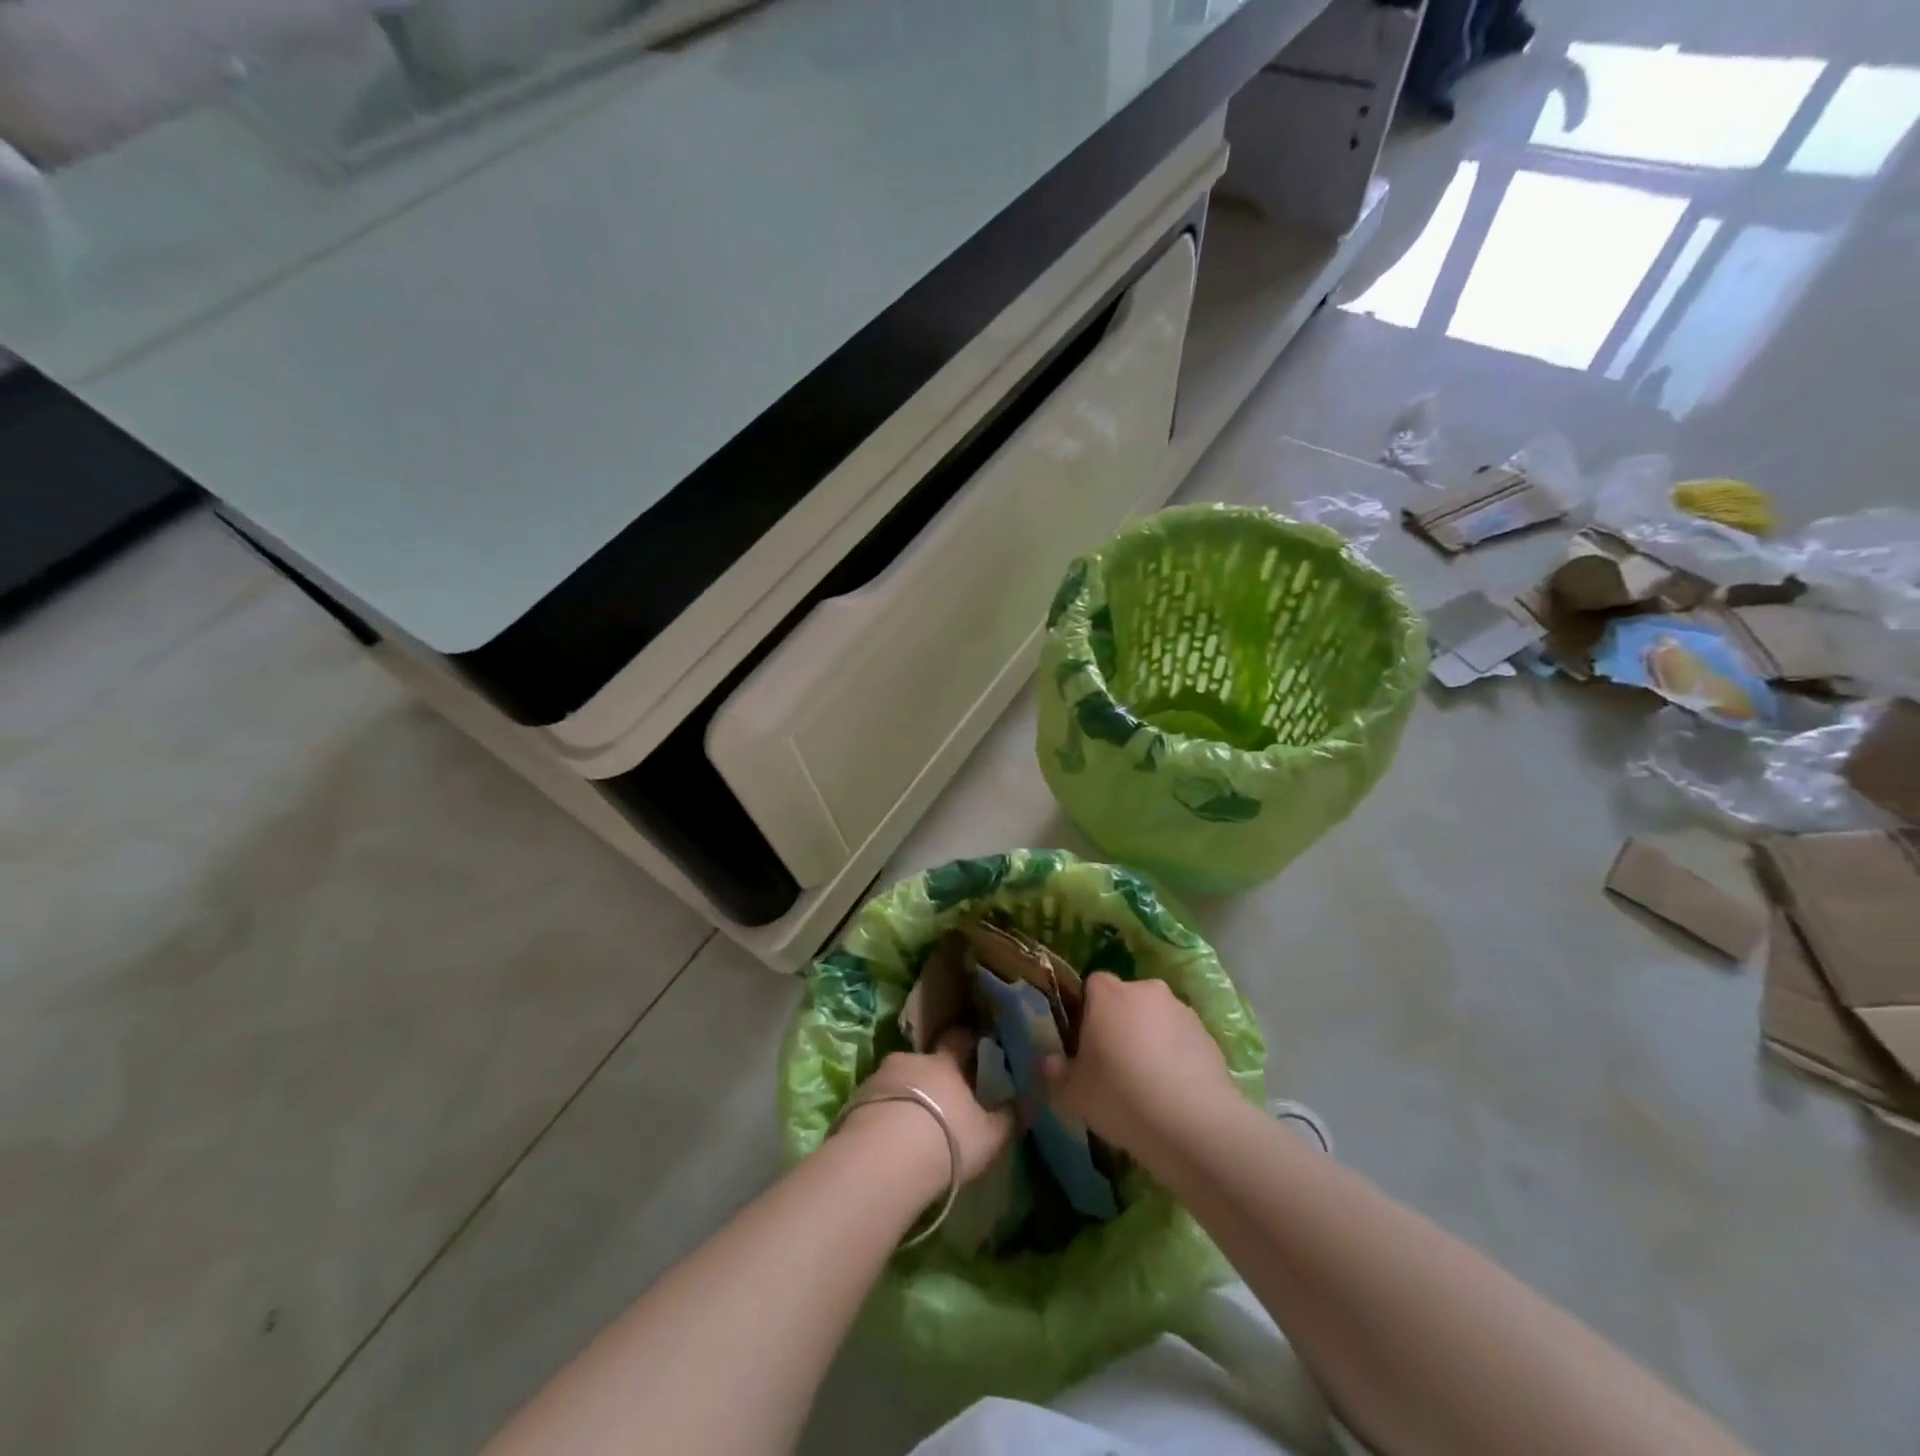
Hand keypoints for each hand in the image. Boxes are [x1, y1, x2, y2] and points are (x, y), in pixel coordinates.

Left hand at [843, 1028, 1015, 1184]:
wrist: (884, 1159)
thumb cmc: (946, 1140)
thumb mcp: (989, 1136)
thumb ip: (1008, 1118)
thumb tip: (1027, 1104)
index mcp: (944, 1062)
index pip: (958, 1039)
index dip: (965, 1041)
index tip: (972, 1044)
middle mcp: (910, 1060)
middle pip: (922, 1060)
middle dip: (930, 1074)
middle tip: (939, 1096)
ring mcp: (879, 1078)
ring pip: (897, 1080)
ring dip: (904, 1093)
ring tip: (911, 1122)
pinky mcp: (854, 1101)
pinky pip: (875, 1101)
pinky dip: (883, 1112)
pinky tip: (888, 1137)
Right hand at [1043, 972, 1236, 1158]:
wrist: (1194, 1124)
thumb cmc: (1120, 1096)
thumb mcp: (1072, 1092)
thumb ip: (1054, 1071)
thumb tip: (1049, 1060)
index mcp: (1108, 993)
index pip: (1091, 986)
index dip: (1086, 1013)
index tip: (1086, 1046)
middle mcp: (1146, 989)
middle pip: (1126, 1001)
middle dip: (1120, 1025)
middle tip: (1114, 1067)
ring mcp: (1181, 1010)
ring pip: (1156, 1020)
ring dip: (1150, 1040)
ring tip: (1148, 1086)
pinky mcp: (1208, 1035)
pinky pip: (1182, 1041)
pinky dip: (1176, 1058)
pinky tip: (1173, 1093)